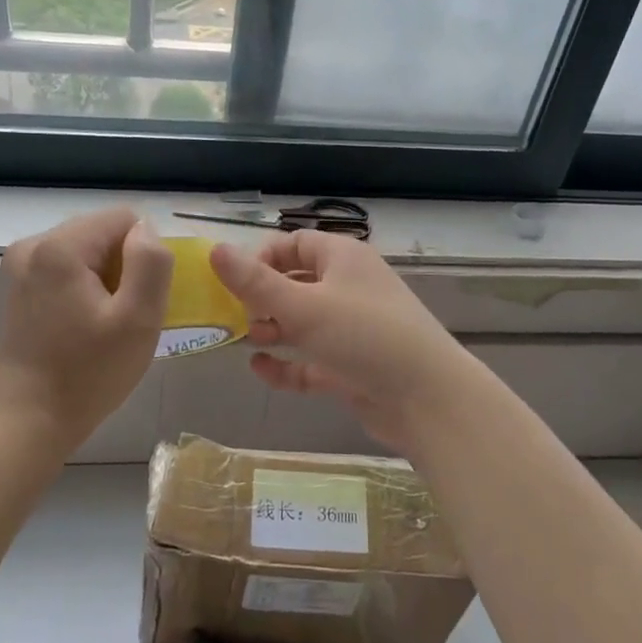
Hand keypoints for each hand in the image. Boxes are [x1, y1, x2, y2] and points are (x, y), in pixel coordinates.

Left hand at [0, 208, 172, 449]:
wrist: (27, 421)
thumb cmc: (87, 374)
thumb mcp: (138, 319)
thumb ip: (151, 263)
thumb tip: (146, 229)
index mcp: (60, 246)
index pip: (124, 218)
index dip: (144, 254)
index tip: (139, 298)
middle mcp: (33, 244)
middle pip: (102, 231)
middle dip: (124, 266)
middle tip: (123, 315)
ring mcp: (21, 265)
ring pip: (87, 250)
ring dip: (106, 279)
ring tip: (103, 323)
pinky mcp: (19, 287)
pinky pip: (67, 268)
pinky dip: (85, 288)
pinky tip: (84, 325)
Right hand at [210, 232, 472, 453]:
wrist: (427, 398)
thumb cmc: (364, 335)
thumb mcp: (303, 305)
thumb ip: (255, 282)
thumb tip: (214, 249)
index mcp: (342, 258)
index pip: (294, 243)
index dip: (262, 258)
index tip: (235, 282)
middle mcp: (348, 287)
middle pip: (295, 282)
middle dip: (263, 298)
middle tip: (235, 315)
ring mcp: (351, 329)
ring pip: (302, 322)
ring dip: (272, 329)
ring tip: (247, 339)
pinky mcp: (350, 366)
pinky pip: (310, 359)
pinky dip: (287, 363)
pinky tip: (262, 369)